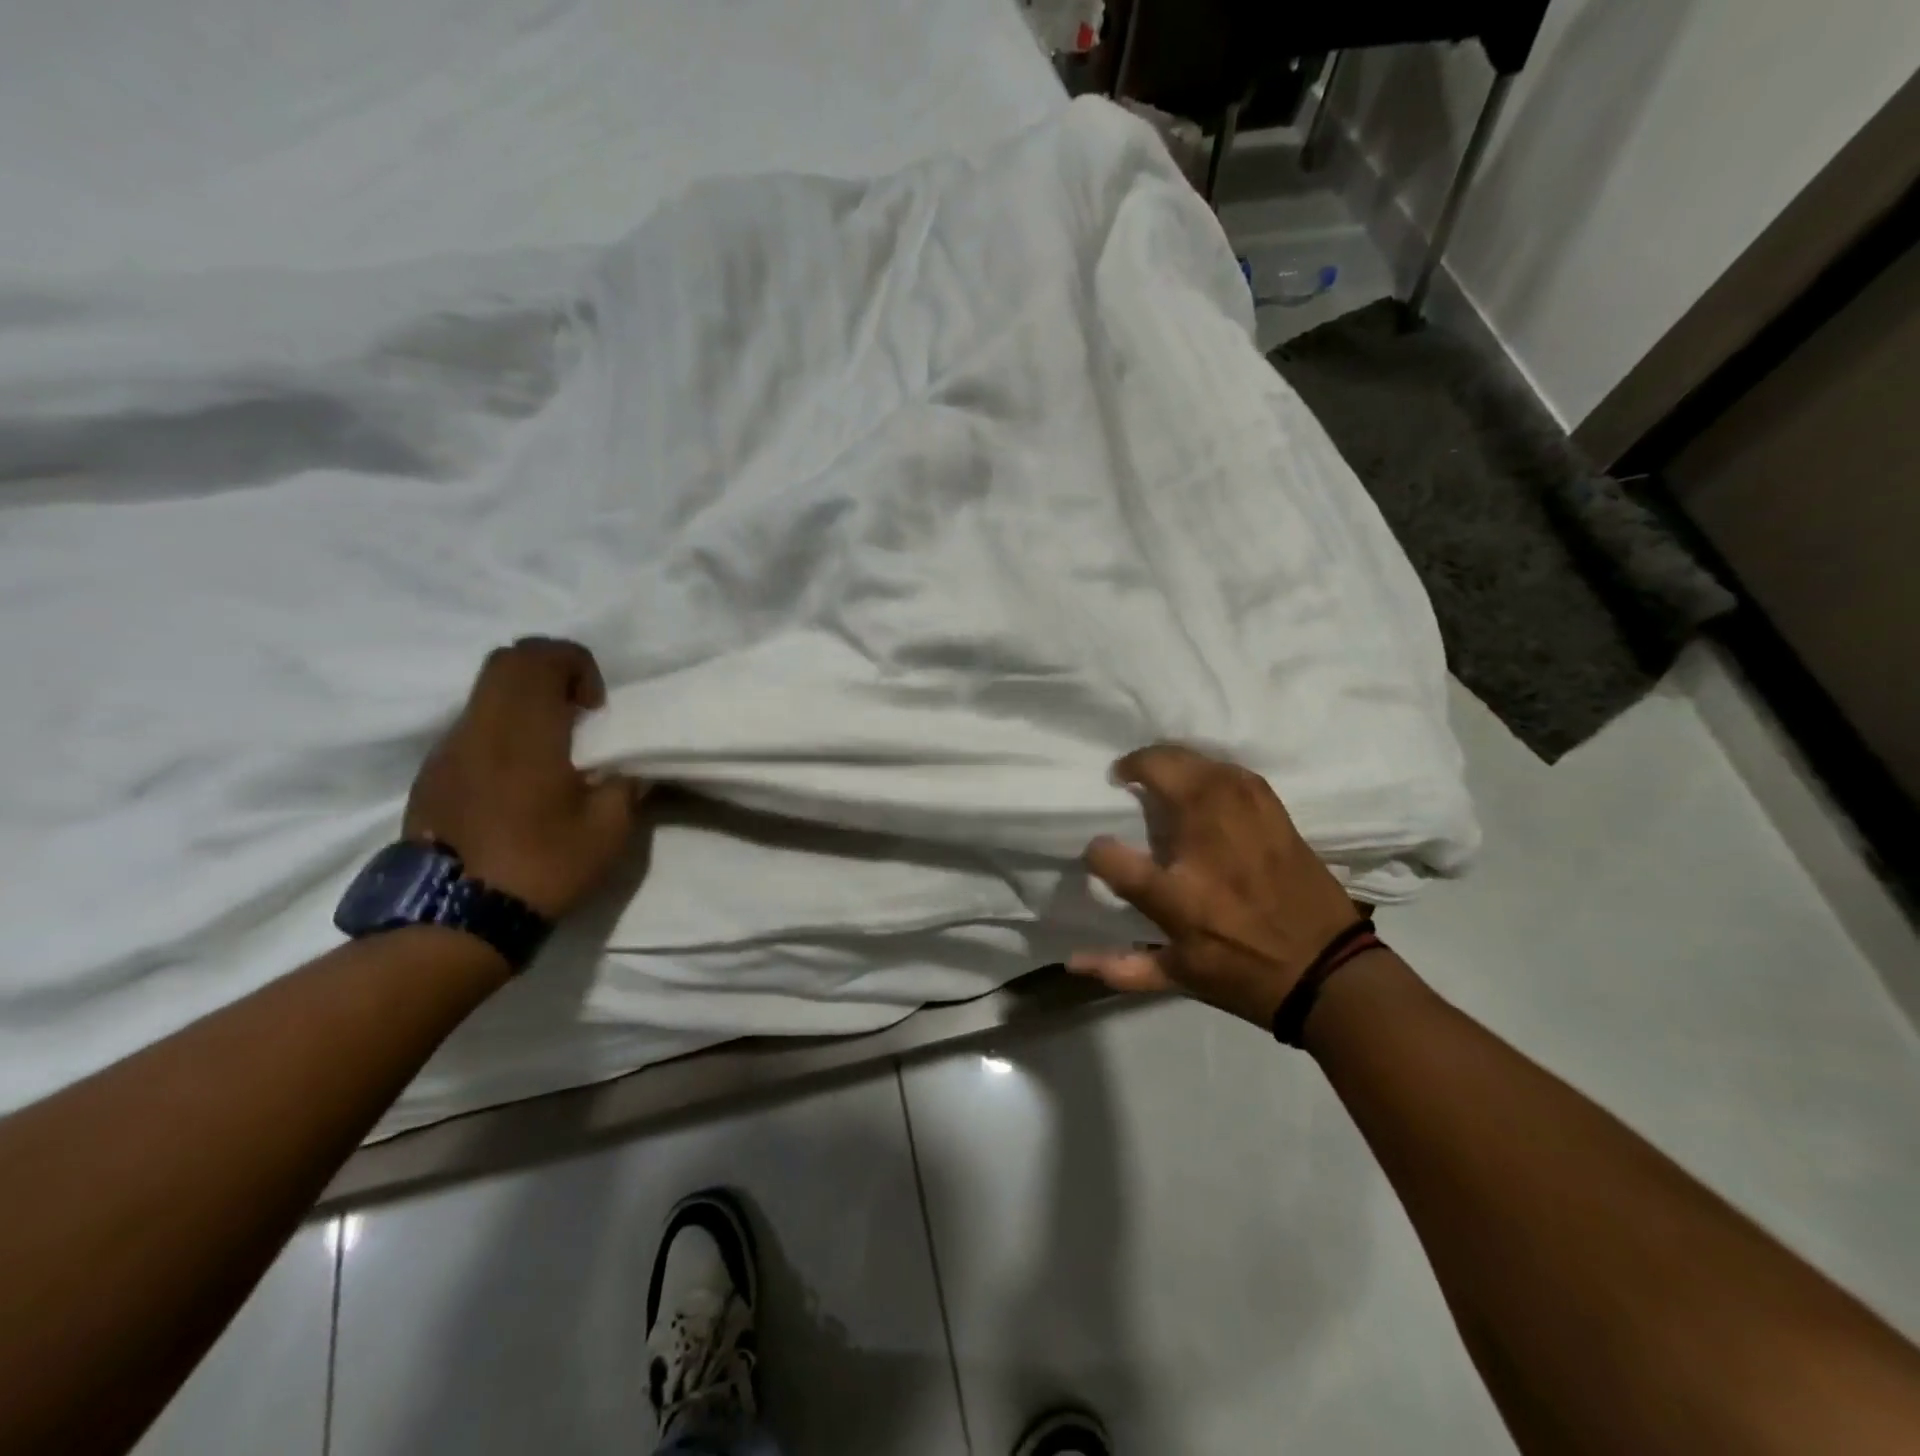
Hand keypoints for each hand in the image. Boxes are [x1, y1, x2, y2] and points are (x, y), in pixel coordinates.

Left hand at [404, 638, 647, 918]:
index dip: (576, 665)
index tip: (595, 708)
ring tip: (552, 746)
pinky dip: (502, 729)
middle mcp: (480, 728)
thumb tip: (630, 767)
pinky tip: (519, 776)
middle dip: (549, 670)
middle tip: (577, 711)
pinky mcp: (432, 775)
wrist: (456, 920)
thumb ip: (625, 784)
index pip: (539, 657)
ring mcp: (448, 751)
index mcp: (525, 733)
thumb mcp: (608, 829)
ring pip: (485, 692)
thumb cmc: (542, 866)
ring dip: (524, 700)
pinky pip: (471, 727)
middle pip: (506, 661)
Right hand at [1070, 745, 1364, 1027]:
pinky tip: (1202, 777)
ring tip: (1157, 769)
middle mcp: (1207, 846)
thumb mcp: (1180, 979)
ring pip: (1199, 763)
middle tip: (1124, 774)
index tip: (1097, 850)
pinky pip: (1233, 771)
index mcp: (1178, 896)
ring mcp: (1245, 821)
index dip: (1096, 851)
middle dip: (1135, 766)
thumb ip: (1121, 967)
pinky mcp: (1273, 812)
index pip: (1113, 858)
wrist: (1329, 971)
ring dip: (1171, 758)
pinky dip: (1209, 767)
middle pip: (1165, 777)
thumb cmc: (1247, 977)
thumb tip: (1070, 961)